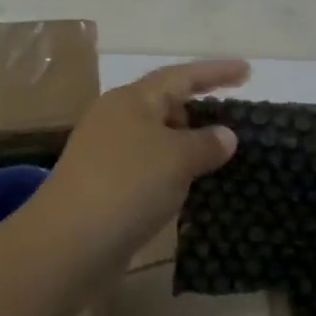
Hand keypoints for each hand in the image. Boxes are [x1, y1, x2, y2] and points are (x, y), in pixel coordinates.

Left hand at [40, 58, 247, 261]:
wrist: (67, 245)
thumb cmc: (127, 185)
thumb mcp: (178, 159)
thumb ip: (207, 143)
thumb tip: (225, 135)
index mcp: (132, 99)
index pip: (182, 75)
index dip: (217, 72)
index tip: (248, 71)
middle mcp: (116, 117)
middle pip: (165, 103)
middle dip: (199, 108)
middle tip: (233, 120)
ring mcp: (105, 152)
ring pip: (156, 137)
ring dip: (186, 143)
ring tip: (217, 156)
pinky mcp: (102, 185)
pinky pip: (147, 166)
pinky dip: (170, 170)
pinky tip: (187, 187)